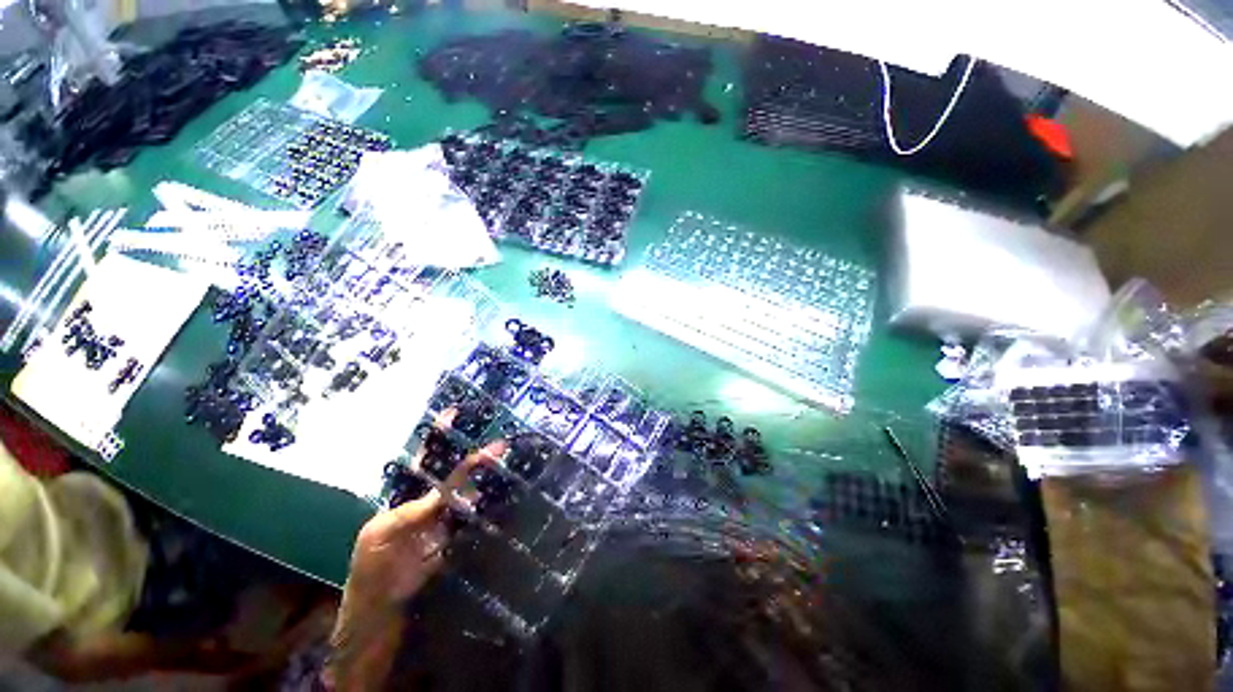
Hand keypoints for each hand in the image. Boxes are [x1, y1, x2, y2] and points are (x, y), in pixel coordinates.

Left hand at [325, 425, 506, 690]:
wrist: (383, 607)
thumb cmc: (373, 567)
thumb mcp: (383, 536)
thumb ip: (414, 512)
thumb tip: (448, 491)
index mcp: (407, 496)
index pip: (427, 460)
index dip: (440, 437)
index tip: (455, 413)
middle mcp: (430, 501)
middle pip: (457, 472)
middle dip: (476, 456)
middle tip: (500, 444)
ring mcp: (447, 518)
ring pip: (470, 491)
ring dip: (487, 477)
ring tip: (507, 460)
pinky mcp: (458, 535)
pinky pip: (476, 515)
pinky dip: (490, 502)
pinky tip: (505, 490)